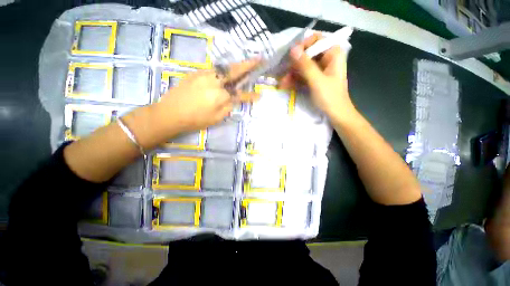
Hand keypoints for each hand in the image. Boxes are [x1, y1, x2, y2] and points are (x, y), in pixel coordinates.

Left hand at [154, 59, 259, 133]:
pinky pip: (213, 70)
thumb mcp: (216, 119)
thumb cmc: (195, 120)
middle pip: (234, 71)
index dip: (250, 96)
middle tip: (259, 58)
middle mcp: (213, 81)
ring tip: (244, 65)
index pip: (240, 95)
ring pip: (223, 68)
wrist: (169, 113)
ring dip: (235, 66)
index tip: (259, 95)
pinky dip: (222, 71)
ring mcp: (203, 75)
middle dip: (248, 65)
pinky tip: (224, 74)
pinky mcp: (195, 73)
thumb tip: (233, 99)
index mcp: (220, 96)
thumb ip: (227, 107)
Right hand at [280, 33, 354, 120]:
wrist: (336, 114)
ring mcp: (320, 70)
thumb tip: (293, 49)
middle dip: (294, 64)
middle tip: (283, 72)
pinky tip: (286, 86)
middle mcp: (326, 59)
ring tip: (282, 83)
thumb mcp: (317, 80)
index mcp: (332, 54)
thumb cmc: (330, 97)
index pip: (316, 39)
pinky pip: (303, 75)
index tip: (291, 55)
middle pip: (307, 54)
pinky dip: (295, 80)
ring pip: (303, 66)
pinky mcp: (314, 79)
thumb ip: (305, 65)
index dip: (303, 45)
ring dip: (292, 74)